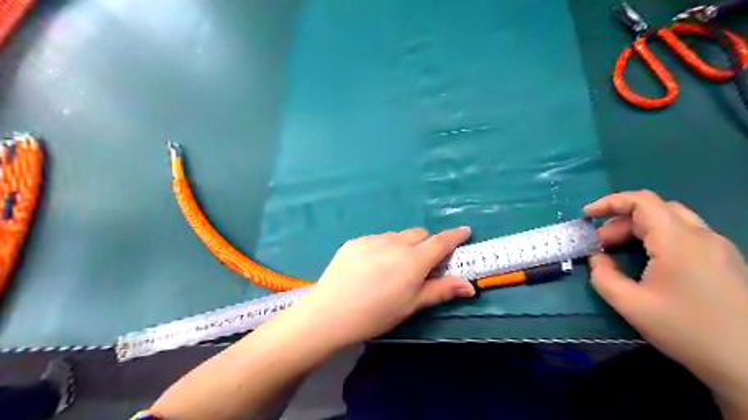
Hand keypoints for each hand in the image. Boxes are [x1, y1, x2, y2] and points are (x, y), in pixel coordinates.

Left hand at [290, 227, 471, 347]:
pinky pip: (377, 239)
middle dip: (426, 245)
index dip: (455, 236)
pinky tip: (370, 268)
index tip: (465, 231)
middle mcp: (394, 243)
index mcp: (413, 260)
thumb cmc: (376, 314)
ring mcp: (372, 239)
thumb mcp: (411, 305)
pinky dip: (383, 248)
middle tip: (420, 265)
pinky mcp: (354, 241)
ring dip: (403, 246)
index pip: (440, 242)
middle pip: (419, 234)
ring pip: (397, 236)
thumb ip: (441, 290)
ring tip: (391, 269)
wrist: (329, 313)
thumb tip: (469, 285)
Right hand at [588, 191, 747, 406]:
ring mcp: (718, 248)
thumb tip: (597, 258)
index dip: (610, 202)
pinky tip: (648, 261)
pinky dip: (657, 238)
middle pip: (655, 209)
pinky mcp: (725, 261)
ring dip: (639, 229)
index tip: (587, 215)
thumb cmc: (686, 330)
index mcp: (679, 241)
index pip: (642, 201)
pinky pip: (685, 235)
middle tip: (601, 243)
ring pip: (672, 221)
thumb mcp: (630, 305)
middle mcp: (702, 236)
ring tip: (619, 251)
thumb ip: (603, 275)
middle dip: (621, 220)